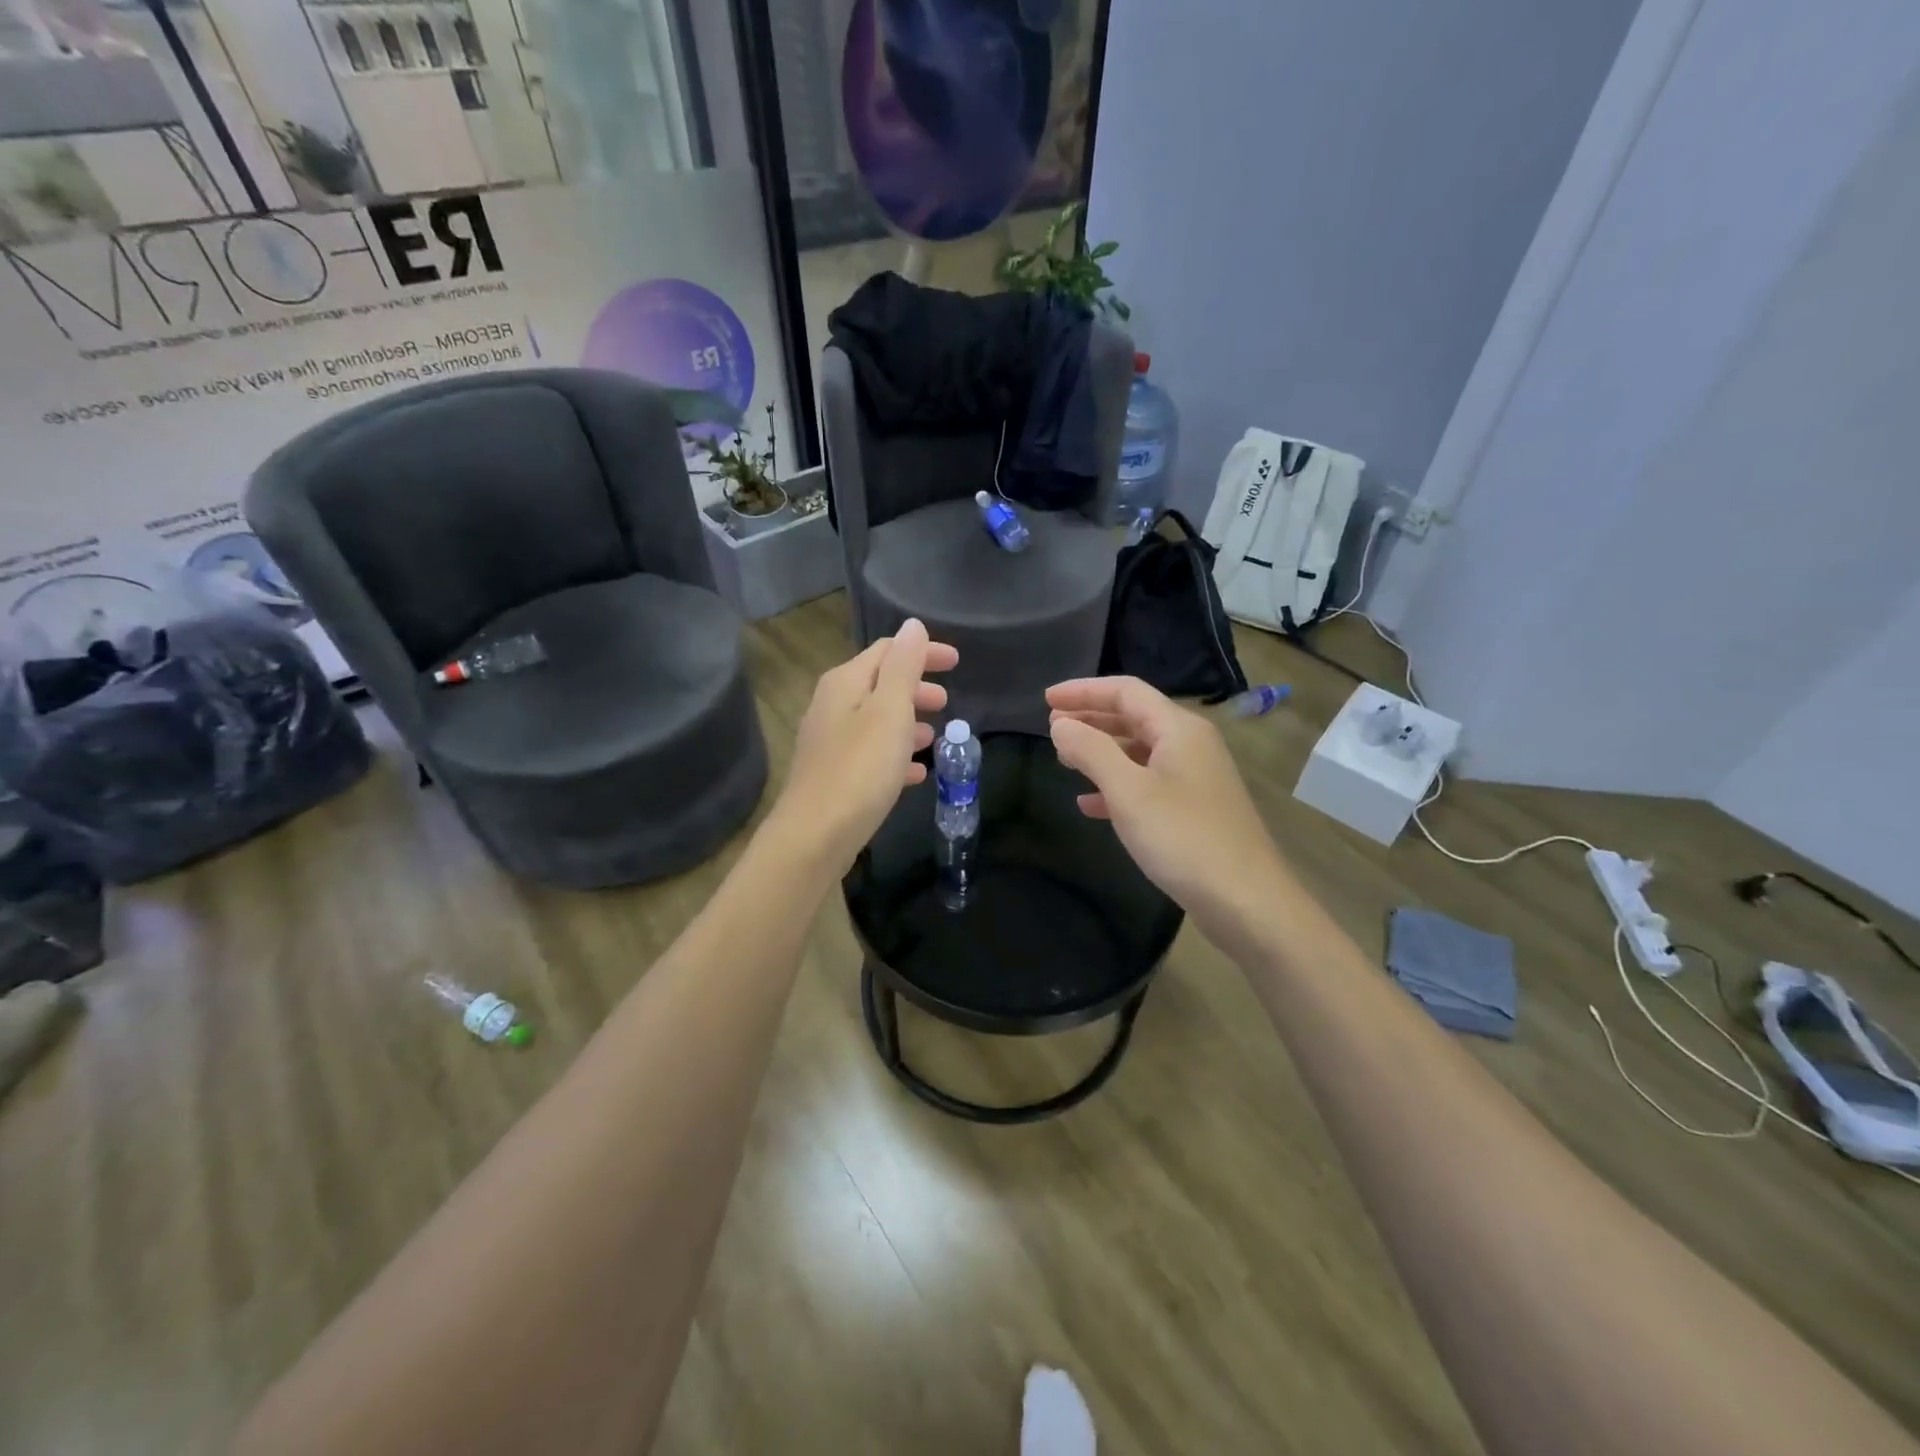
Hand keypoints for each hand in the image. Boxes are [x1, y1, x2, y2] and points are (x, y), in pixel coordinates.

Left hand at [770, 619, 957, 873]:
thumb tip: (913, 626)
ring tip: (936, 736)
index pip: (888, 651)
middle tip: (947, 702)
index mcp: (845, 682)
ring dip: (908, 722)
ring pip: (877, 720)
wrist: (816, 835)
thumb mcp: (890, 710)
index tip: (957, 663)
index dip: (923, 652)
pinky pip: (872, 754)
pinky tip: (917, 773)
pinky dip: (896, 755)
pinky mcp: (835, 774)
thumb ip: (903, 666)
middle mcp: (832, 705)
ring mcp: (831, 741)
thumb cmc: (860, 768)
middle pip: (880, 684)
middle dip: (917, 688)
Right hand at [1048, 676, 1290, 935]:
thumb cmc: (1183, 838)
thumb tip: (1060, 723)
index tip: (1045, 699)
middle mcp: (1190, 744)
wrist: (1246, 901)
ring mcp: (1195, 778)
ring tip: (1064, 759)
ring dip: (1101, 751)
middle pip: (1134, 717)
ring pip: (1139, 751)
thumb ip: (1091, 751)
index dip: (1084, 691)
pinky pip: (1148, 783)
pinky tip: (1089, 805)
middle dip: (1091, 718)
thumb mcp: (1128, 791)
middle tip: (1051, 725)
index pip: (1126, 691)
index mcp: (1178, 729)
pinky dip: (1117, 786)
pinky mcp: (1194, 809)